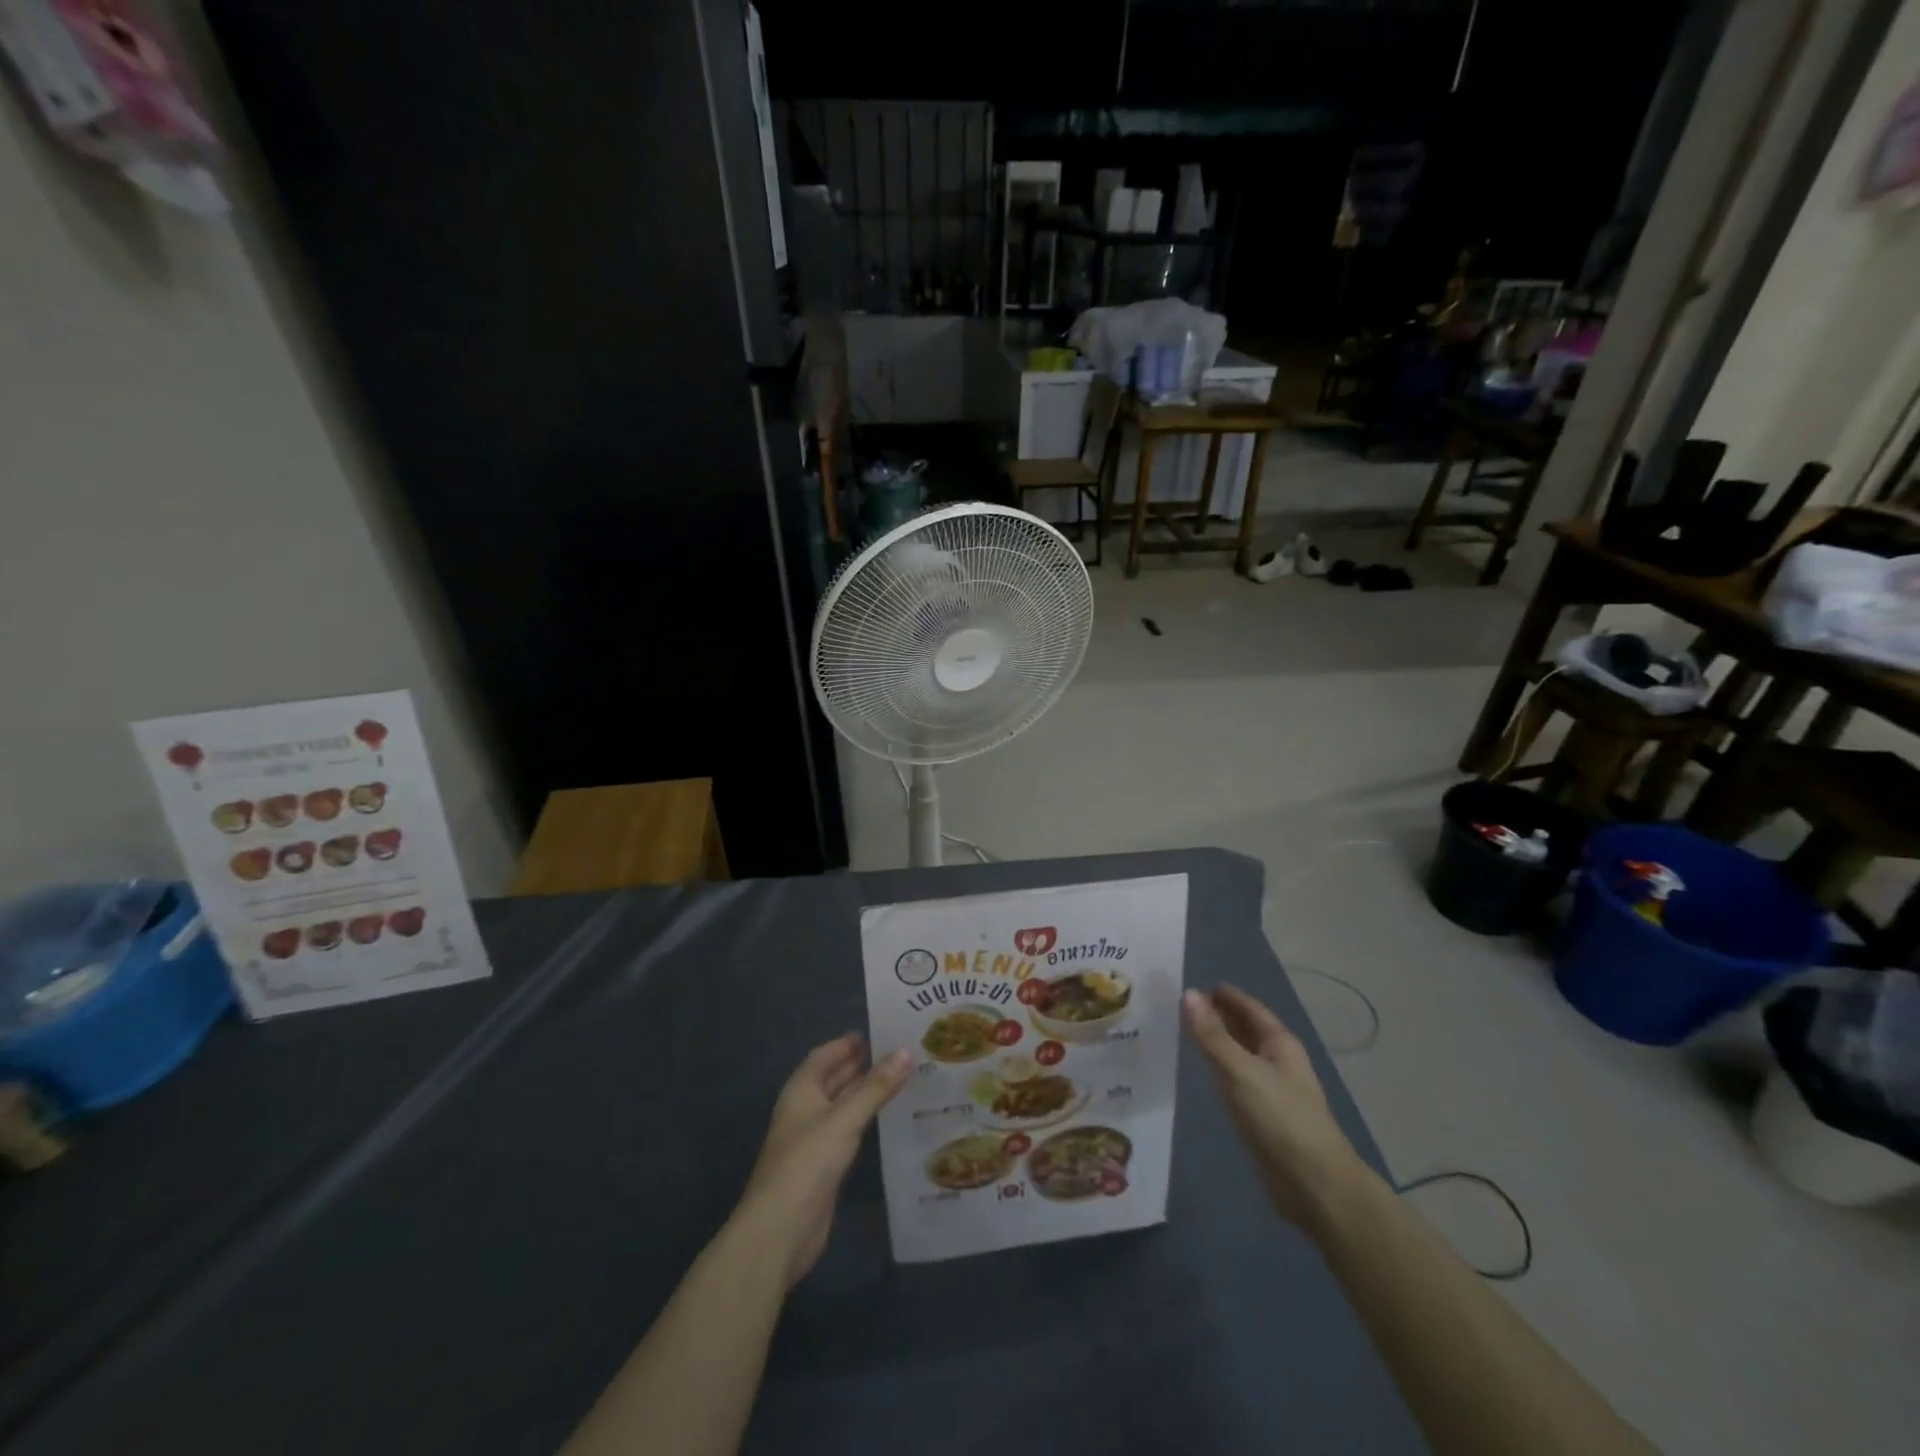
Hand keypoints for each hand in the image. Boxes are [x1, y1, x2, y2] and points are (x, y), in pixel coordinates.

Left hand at [731, 1034, 910, 1288]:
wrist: (779, 1232)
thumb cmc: (807, 1164)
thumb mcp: (844, 1120)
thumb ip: (875, 1087)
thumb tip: (906, 1051)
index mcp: (801, 1091)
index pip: (824, 1056)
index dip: (847, 1043)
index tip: (880, 1031)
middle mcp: (805, 1110)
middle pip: (834, 1079)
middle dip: (861, 1065)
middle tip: (900, 1052)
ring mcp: (813, 1140)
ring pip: (843, 1106)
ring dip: (866, 1093)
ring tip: (902, 1079)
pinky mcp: (824, 1167)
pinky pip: (848, 1132)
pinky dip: (866, 1120)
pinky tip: (888, 1119)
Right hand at [1182, 985, 1368, 1226]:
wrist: (1315, 1184)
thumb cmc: (1281, 1118)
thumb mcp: (1241, 1071)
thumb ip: (1212, 1035)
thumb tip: (1188, 993)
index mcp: (1280, 1044)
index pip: (1252, 1009)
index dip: (1228, 996)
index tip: (1199, 985)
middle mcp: (1279, 1063)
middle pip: (1248, 1031)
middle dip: (1222, 1016)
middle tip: (1186, 1006)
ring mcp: (1274, 1092)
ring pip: (1243, 1057)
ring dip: (1220, 1044)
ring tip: (1189, 1034)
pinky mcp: (1266, 1119)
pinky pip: (1239, 1082)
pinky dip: (1221, 1072)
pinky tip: (1205, 1076)